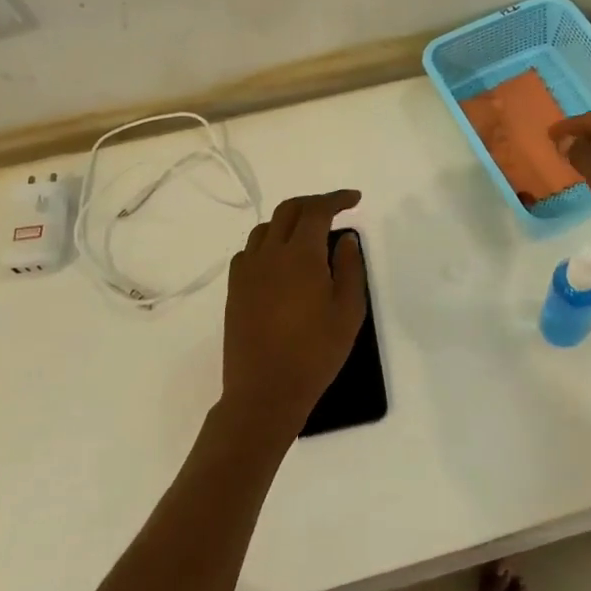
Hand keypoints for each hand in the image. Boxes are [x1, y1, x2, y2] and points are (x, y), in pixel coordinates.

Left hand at [221, 190, 368, 432]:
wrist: (265, 392)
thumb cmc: (315, 353)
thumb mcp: (348, 311)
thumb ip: (349, 268)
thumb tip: (345, 239)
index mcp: (300, 255)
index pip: (317, 210)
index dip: (337, 199)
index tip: (355, 199)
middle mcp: (270, 254)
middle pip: (288, 210)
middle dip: (313, 203)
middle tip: (334, 209)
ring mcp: (247, 272)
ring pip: (265, 229)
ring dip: (289, 221)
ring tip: (307, 233)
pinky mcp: (235, 290)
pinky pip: (249, 252)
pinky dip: (267, 244)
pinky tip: (279, 261)